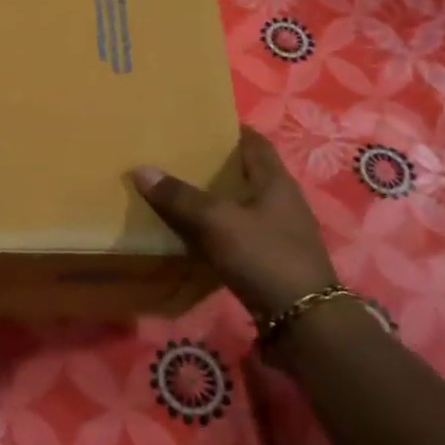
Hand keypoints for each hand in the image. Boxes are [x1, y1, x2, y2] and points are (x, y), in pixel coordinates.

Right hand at [131, 125, 338, 321]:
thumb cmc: (264, 256)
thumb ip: (180, 197)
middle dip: (216, 165)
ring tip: (179, 193)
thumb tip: (141, 169)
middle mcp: (282, 201)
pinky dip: (218, 228)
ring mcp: (279, 232)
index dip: (229, 129)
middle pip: (247, 173)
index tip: (198, 124)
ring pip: (242, 204)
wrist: (303, 320)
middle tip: (178, 158)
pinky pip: (240, 233)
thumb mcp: (216, 222)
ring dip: (216, 199)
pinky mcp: (272, 259)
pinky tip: (194, 234)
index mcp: (275, 181)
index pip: (254, 142)